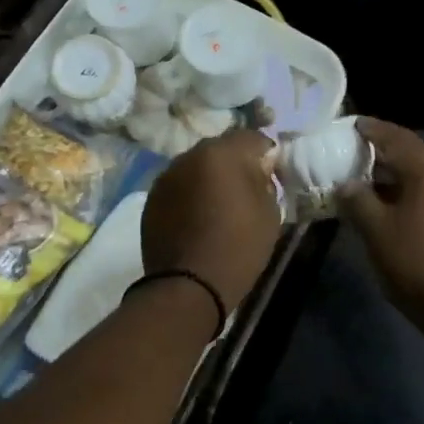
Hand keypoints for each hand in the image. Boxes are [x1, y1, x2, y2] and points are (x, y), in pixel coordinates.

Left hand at [141, 128, 281, 318]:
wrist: (189, 285)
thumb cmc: (239, 247)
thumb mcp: (270, 213)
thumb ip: (265, 182)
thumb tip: (258, 171)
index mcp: (222, 153)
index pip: (252, 138)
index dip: (266, 154)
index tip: (272, 175)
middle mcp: (189, 156)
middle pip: (220, 149)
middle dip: (234, 163)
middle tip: (246, 189)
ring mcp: (166, 177)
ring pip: (195, 167)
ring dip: (208, 179)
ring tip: (219, 206)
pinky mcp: (151, 199)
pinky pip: (179, 187)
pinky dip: (190, 195)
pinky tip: (197, 219)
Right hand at [339, 119, 423, 334]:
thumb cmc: (417, 261)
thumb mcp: (377, 231)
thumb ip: (358, 201)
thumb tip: (347, 184)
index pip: (399, 138)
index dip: (374, 130)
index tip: (353, 125)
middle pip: (414, 157)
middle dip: (384, 155)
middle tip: (355, 156)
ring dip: (397, 179)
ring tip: (368, 185)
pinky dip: (411, 197)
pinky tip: (393, 211)